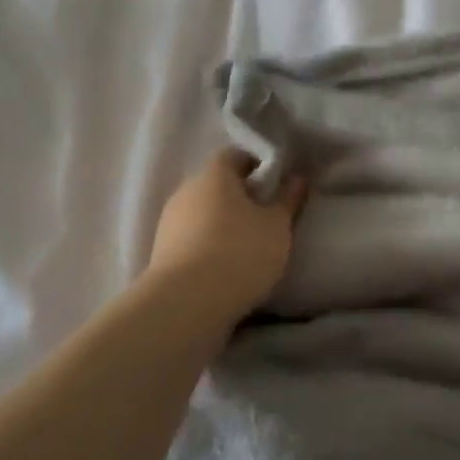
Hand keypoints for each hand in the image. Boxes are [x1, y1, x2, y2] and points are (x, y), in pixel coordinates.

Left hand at [146, 150, 307, 318]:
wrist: (186, 304)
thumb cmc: (240, 253)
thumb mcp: (277, 226)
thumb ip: (288, 199)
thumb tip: (297, 177)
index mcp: (214, 174)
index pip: (236, 155)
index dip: (258, 165)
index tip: (277, 184)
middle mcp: (186, 190)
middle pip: (217, 184)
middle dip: (242, 195)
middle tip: (268, 215)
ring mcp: (169, 222)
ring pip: (204, 212)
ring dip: (224, 222)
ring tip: (249, 245)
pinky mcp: (162, 252)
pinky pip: (192, 238)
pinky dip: (209, 244)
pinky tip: (227, 265)